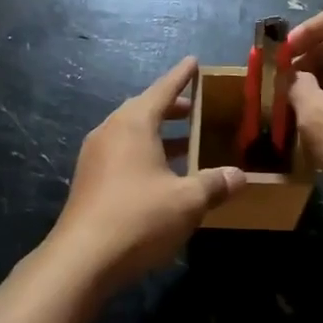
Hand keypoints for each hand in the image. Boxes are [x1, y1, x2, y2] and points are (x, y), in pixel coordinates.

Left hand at [47, 58, 246, 289]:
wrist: (82, 259)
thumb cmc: (139, 218)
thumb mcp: (187, 201)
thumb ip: (214, 184)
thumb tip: (239, 176)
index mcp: (133, 124)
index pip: (162, 90)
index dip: (181, 76)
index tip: (194, 62)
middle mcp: (110, 131)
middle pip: (144, 109)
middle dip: (171, 107)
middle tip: (196, 109)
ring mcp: (95, 156)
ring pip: (131, 133)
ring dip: (158, 134)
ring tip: (186, 142)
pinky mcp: (89, 180)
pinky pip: (122, 153)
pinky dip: (145, 153)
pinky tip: (162, 174)